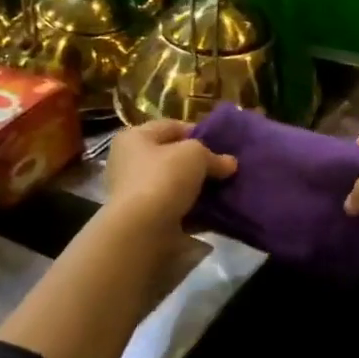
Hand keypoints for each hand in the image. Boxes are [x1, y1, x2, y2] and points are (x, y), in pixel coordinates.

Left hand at [103, 119, 236, 233]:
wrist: (142, 230)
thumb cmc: (163, 178)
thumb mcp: (195, 154)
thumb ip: (213, 156)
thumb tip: (229, 164)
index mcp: (134, 138)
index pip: (171, 127)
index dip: (198, 132)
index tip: (221, 144)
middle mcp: (129, 163)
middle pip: (172, 157)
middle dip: (199, 163)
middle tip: (225, 168)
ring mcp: (135, 193)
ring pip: (175, 184)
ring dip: (198, 188)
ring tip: (224, 190)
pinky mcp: (145, 219)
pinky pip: (175, 208)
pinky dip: (193, 210)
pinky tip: (215, 212)